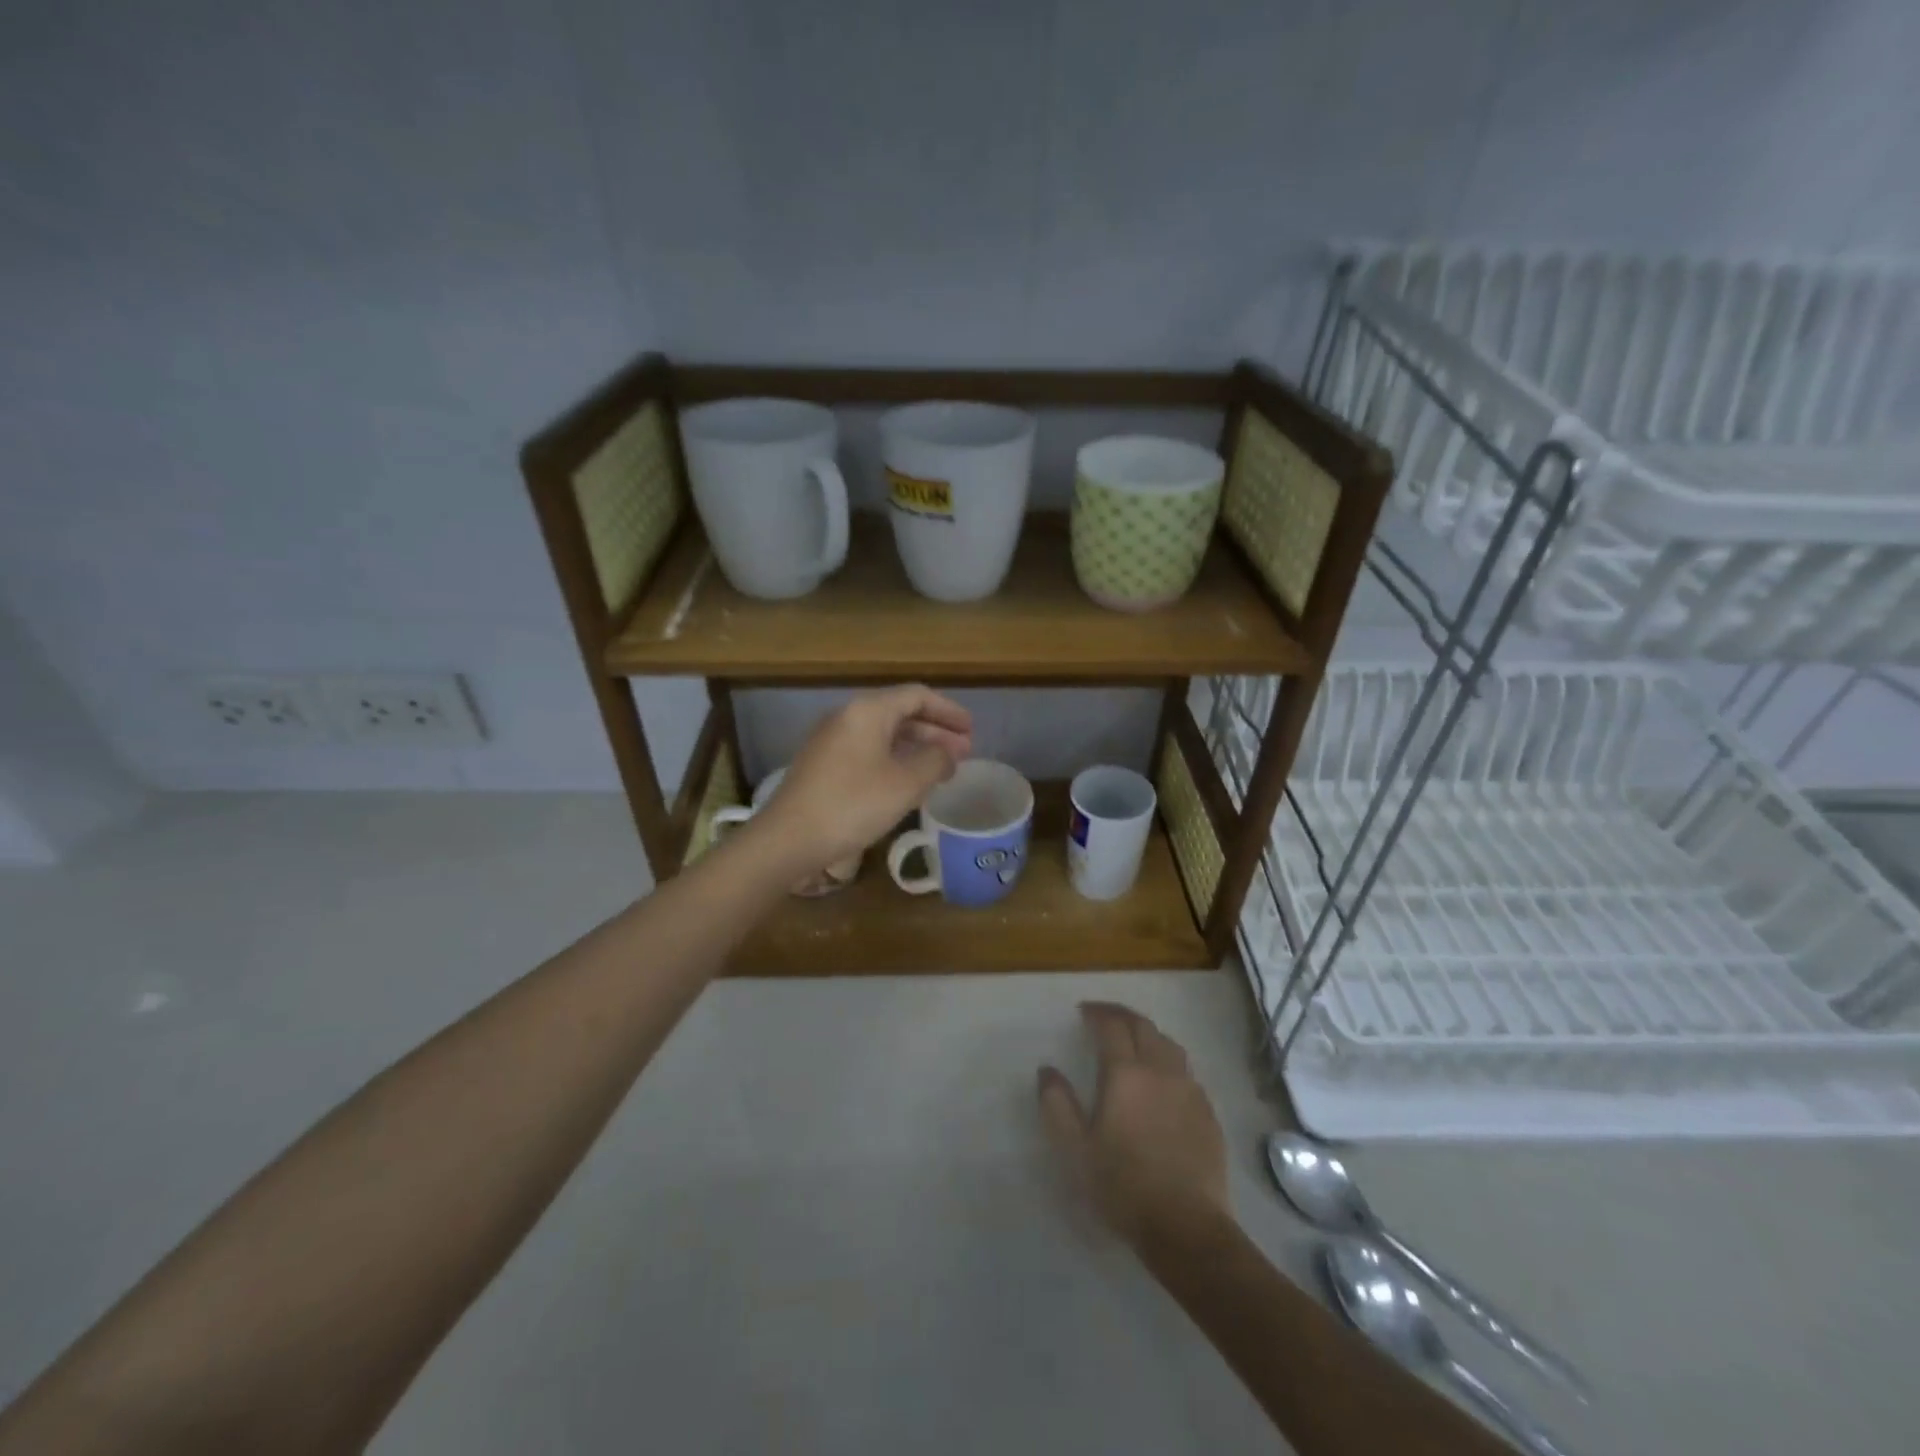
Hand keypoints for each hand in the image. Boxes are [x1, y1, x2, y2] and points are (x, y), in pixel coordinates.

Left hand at [757, 684, 972, 870]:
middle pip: (899, 713)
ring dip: (916, 747)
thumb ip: (935, 761)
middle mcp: (847, 717)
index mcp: (867, 711)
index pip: (917, 696)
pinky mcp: (823, 764)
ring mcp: (831, 740)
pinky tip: (908, 782)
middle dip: (935, 731)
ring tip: (942, 769)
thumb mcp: (906, 783)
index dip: (948, 711)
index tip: (971, 730)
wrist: (789, 838)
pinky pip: (868, 751)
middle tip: (963, 752)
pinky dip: (895, 759)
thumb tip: (948, 752)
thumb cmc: (853, 805)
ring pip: (884, 734)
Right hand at [1038, 1002, 1228, 1245]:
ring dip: (1148, 1034)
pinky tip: (1163, 1081)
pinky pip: (1187, 1072)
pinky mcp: (1208, 1112)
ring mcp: (1189, 1090)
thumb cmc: (1123, 1186)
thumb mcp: (1075, 1150)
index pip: (1111, 1026)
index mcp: (1125, 1073)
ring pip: (1169, 1045)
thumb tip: (1047, 1070)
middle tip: (1104, 1016)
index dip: (1097, 1013)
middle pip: (1143, 1026)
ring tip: (1134, 1041)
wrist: (1186, 1227)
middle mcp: (1160, 1070)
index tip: (1083, 1012)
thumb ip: (1057, 1104)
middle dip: (1121, 1015)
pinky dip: (1169, 1062)